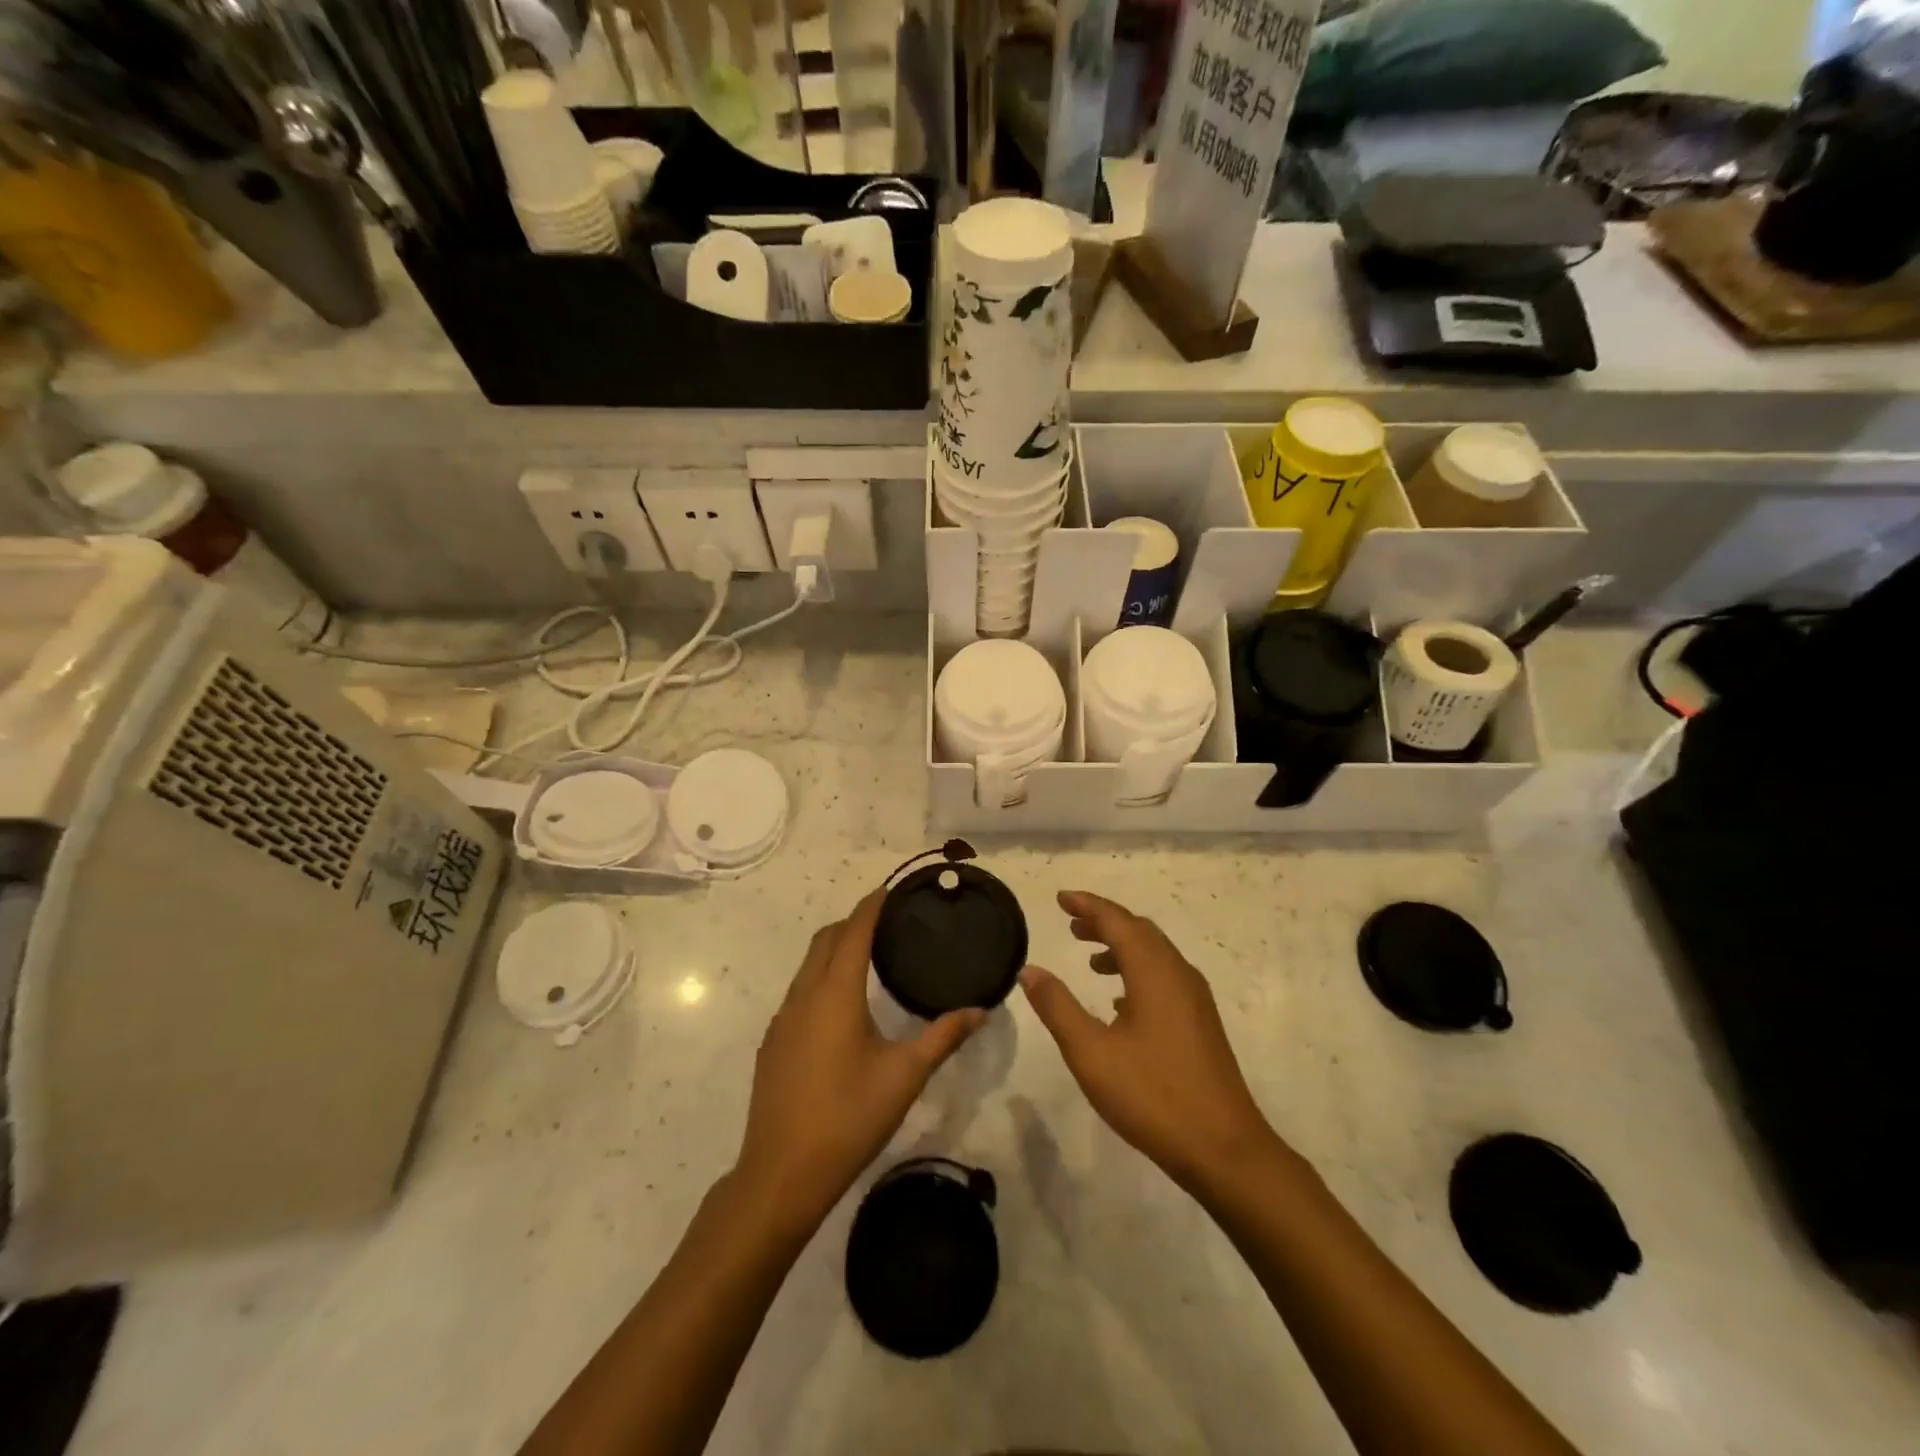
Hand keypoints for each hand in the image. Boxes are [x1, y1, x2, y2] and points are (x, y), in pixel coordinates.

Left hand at [734, 889, 983, 1228]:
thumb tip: (980, 1010)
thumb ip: (943, 1037)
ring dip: (834, 950)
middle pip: (825, 941)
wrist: (781, 1174)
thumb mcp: (905, 1076)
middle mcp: (803, 996)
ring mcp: (782, 1020)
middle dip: (852, 922)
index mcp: (835, 994)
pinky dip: (820, 978)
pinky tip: (841, 1007)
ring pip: (807, 966)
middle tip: (886, 922)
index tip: (890, 889)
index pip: (853, 932)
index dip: (871, 906)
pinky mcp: (773, 1043)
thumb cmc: (849, 1117)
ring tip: (868, 957)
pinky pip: (798, 992)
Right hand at [1021, 891, 1277, 1191]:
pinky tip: (1118, 1001)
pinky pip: (1164, 977)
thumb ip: (1057, 1007)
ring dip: (1121, 946)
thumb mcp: (1091, 1053)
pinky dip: (1137, 971)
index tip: (1061, 899)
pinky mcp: (1201, 1022)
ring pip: (1154, 954)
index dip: (1088, 905)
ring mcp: (1195, 999)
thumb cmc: (1152, 1096)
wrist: (1223, 1149)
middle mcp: (1178, 974)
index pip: (1117, 921)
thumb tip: (1030, 970)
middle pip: (1139, 931)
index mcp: (1154, 972)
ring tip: (1089, 958)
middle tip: (1071, 923)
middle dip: (1104, 922)